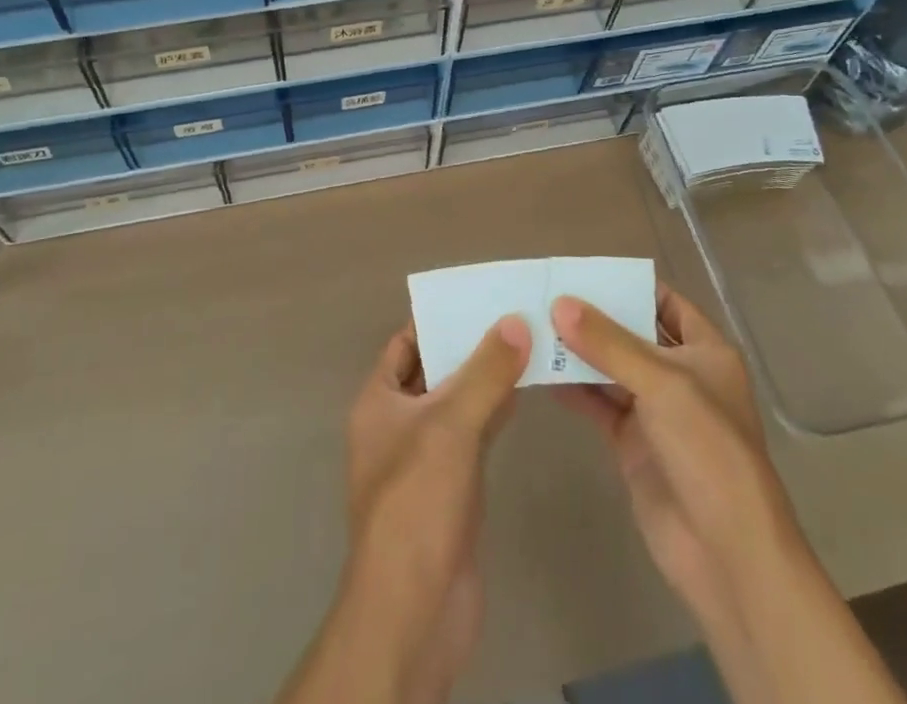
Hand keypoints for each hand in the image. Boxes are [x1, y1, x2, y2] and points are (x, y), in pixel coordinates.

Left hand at [277, 316, 530, 703]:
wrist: (415, 610)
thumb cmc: (417, 502)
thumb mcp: (450, 425)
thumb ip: (485, 372)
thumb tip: (516, 321)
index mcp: (379, 401)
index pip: (406, 342)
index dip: (436, 318)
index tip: (478, 296)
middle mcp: (397, 423)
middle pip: (434, 369)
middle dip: (468, 345)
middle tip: (513, 312)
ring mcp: (425, 458)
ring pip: (457, 402)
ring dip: (486, 378)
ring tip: (527, 342)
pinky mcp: (452, 487)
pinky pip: (473, 434)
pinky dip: (495, 411)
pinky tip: (524, 393)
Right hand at [551, 284, 796, 627]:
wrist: (726, 553)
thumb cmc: (708, 451)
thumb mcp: (662, 385)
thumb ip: (609, 343)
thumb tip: (559, 304)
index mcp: (705, 352)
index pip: (665, 302)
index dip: (630, 284)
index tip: (583, 271)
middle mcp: (680, 375)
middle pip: (632, 333)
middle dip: (593, 317)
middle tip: (545, 294)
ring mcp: (655, 411)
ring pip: (610, 368)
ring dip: (577, 351)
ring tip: (532, 327)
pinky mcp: (632, 443)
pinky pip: (598, 404)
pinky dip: (572, 388)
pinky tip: (538, 372)